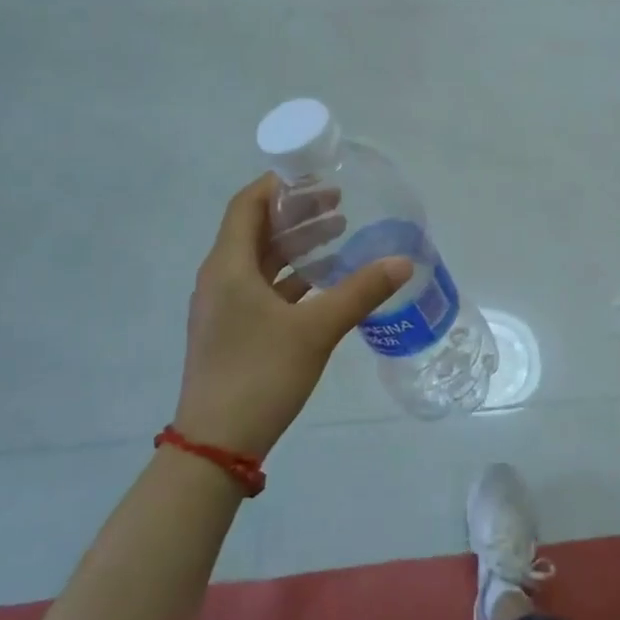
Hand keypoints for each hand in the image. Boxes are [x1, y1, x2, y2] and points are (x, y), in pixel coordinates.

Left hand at [176, 174, 409, 457]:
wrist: (216, 444)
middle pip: (256, 231)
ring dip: (297, 246)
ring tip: (339, 236)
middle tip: (339, 204)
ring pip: (261, 261)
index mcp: (228, 266)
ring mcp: (223, 308)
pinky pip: (262, 289)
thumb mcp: (316, 329)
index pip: (248, 205)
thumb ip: (361, 292)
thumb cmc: (260, 374)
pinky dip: (292, 277)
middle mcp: (220, 279)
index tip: (317, 175)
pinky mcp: (231, 332)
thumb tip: (403, 262)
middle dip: (297, 214)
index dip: (280, 185)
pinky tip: (324, 283)